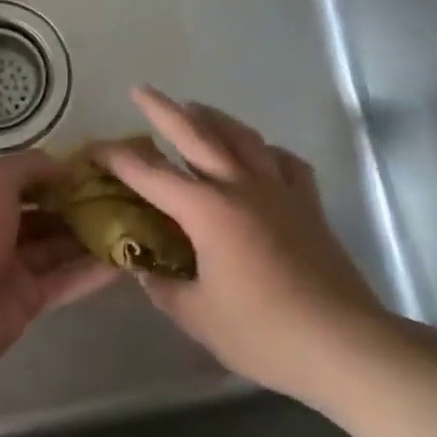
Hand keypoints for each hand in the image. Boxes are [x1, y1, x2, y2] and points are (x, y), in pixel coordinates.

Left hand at [0, 152, 118, 371]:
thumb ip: (29, 166)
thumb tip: (65, 165)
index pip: (25, 182)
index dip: (57, 176)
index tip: (97, 172)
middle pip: (45, 216)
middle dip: (80, 208)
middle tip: (124, 200)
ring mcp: (13, 267)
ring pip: (59, 248)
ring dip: (92, 238)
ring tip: (134, 226)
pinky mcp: (29, 300)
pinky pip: (66, 281)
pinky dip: (93, 273)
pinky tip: (127, 262)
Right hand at [94, 87, 390, 400]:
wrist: (344, 345)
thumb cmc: (262, 332)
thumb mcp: (196, 315)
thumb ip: (163, 285)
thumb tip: (145, 267)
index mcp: (208, 211)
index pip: (150, 175)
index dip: (117, 158)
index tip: (93, 148)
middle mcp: (242, 188)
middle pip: (198, 135)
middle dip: (164, 111)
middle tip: (142, 91)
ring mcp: (280, 193)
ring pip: (243, 138)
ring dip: (215, 118)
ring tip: (196, 108)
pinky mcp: (309, 206)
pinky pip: (284, 162)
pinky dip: (265, 150)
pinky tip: (259, 154)